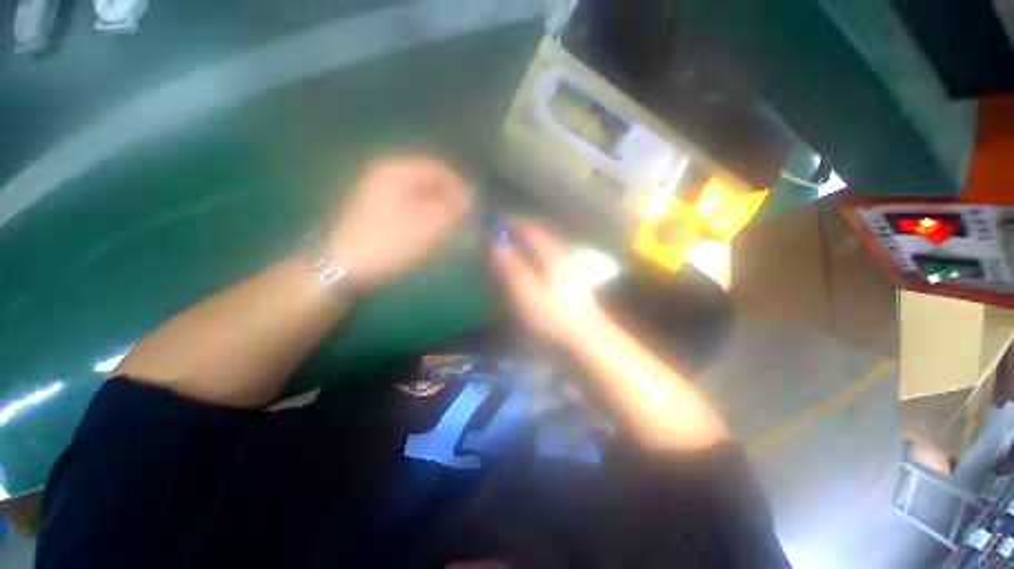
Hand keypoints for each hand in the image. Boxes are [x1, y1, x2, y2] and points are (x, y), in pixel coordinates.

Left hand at [327, 157, 471, 291]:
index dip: (459, 185)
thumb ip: (453, 209)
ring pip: (419, 194)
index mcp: (396, 171)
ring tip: (451, 227)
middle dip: (449, 197)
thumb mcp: (428, 225)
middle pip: (427, 180)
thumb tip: (471, 198)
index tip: (474, 206)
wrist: (344, 267)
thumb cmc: (390, 243)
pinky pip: (409, 205)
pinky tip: (432, 231)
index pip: (437, 168)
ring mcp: (378, 192)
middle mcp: (385, 174)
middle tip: (463, 218)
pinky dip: (425, 215)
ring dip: (438, 207)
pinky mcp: (376, 210)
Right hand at [491, 218, 605, 342]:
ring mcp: (568, 266)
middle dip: (520, 229)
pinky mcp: (569, 278)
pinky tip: (529, 263)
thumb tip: (495, 244)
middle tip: (501, 231)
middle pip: (540, 233)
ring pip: (545, 245)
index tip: (495, 221)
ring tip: (512, 244)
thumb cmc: (551, 316)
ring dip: (528, 241)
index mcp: (552, 253)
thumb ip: (509, 267)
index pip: (530, 228)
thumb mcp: (525, 292)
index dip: (512, 223)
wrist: (584, 338)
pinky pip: (548, 256)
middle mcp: (562, 254)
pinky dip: (535, 253)